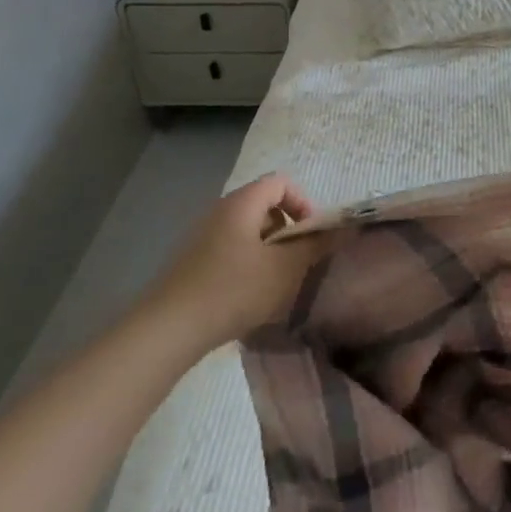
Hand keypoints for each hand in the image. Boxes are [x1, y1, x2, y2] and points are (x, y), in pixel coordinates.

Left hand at [144, 173, 321, 350]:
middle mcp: (219, 211)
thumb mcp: (284, 269)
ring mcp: (201, 236)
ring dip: (268, 251)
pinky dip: (246, 265)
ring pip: (247, 231)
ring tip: (274, 284)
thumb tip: (342, 229)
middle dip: (287, 231)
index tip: (310, 236)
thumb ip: (315, 246)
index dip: (303, 203)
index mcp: (241, 203)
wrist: (168, 329)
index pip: (281, 182)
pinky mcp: (191, 261)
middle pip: (264, 206)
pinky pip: (229, 250)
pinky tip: (247, 298)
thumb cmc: (233, 290)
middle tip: (295, 263)